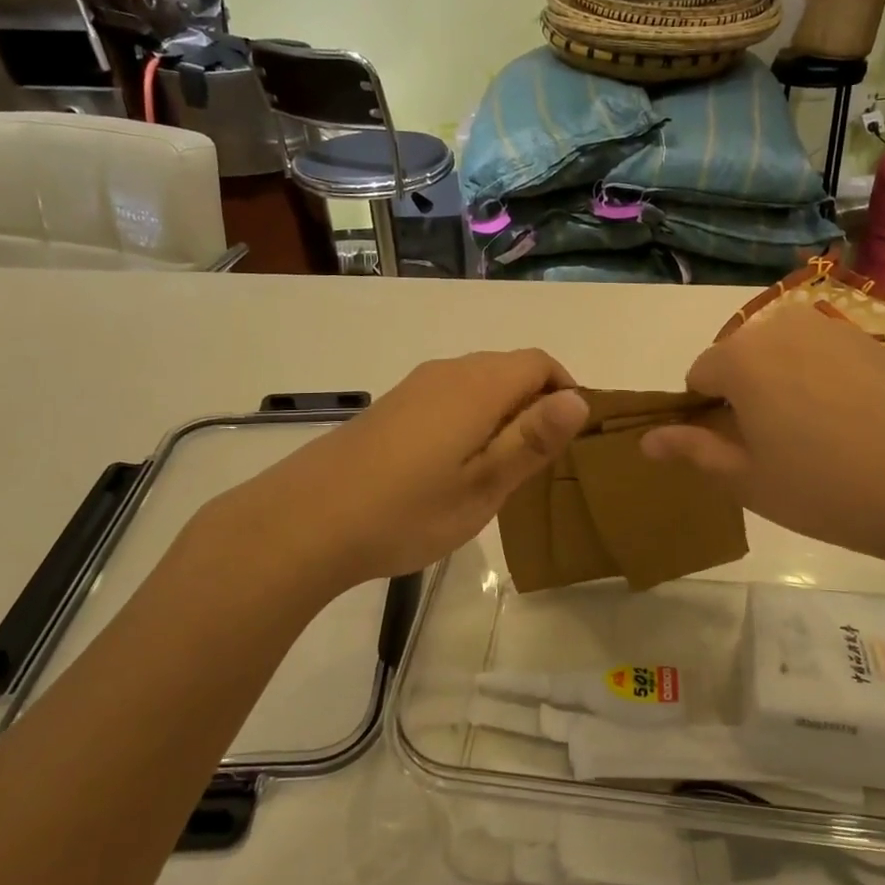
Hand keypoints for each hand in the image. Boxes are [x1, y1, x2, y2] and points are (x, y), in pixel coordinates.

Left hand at [197, 350, 588, 589]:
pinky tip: (451, 469)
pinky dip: (469, 421)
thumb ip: (532, 440)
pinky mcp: (392, 407)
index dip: (565, 392)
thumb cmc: (408, 510)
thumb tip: (579, 399)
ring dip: (501, 416)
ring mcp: (414, 387)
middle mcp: (448, 372)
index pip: (540, 363)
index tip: (567, 441)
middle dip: (535, 406)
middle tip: (535, 466)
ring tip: (496, 472)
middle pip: (510, 370)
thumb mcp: (484, 485)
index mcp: (478, 385)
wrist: (305, 521)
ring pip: (478, 385)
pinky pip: (449, 399)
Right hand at [640, 305, 884, 569]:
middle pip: (740, 358)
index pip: (699, 375)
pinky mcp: (873, 338)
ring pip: (783, 353)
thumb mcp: (747, 480)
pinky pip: (824, 354)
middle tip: (776, 447)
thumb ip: (692, 450)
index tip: (734, 449)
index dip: (706, 413)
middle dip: (744, 394)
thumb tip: (646, 440)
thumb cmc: (828, 488)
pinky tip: (854, 422)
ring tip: (817, 435)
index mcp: (741, 357)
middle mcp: (782, 327)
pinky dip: (823, 380)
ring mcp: (833, 327)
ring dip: (783, 384)